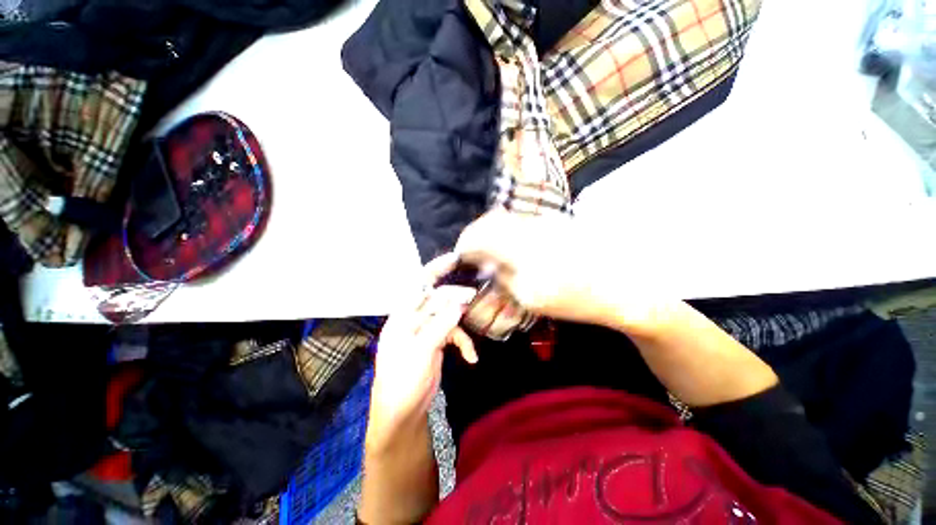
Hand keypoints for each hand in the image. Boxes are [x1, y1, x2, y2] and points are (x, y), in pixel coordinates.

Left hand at [367, 254, 476, 448]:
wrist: (402, 414)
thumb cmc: (402, 382)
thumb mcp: (421, 352)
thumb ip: (440, 325)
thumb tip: (459, 303)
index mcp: (402, 317)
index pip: (418, 286)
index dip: (435, 270)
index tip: (455, 259)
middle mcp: (413, 319)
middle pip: (437, 300)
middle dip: (455, 298)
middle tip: (474, 297)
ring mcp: (425, 331)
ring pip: (447, 316)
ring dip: (460, 327)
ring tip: (470, 343)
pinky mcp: (435, 342)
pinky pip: (452, 334)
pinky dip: (463, 342)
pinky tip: (471, 356)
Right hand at [455, 210, 670, 331]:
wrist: (621, 283)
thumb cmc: (575, 298)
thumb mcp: (531, 297)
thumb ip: (503, 276)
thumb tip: (485, 265)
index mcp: (520, 248)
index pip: (479, 237)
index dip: (465, 245)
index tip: (460, 257)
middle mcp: (528, 227)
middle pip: (490, 221)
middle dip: (474, 235)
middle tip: (471, 253)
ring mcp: (542, 221)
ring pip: (504, 218)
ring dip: (489, 231)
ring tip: (486, 250)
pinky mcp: (552, 222)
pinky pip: (519, 221)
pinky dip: (506, 230)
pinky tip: (509, 245)